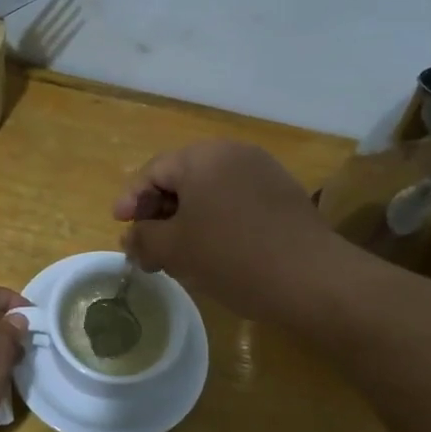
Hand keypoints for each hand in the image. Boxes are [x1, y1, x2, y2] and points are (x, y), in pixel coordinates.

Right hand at [113, 140, 342, 321]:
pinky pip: (235, 202)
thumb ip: (143, 239)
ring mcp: (263, 172)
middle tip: (146, 245)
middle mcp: (233, 153)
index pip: (153, 172)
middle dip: (158, 213)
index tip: (119, 227)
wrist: (311, 278)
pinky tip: (211, 252)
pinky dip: (215, 222)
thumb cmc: (231, 256)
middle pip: (182, 179)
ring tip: (175, 253)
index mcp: (202, 157)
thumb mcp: (175, 249)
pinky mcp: (283, 195)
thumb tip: (131, 240)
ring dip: (186, 220)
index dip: (130, 201)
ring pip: (209, 192)